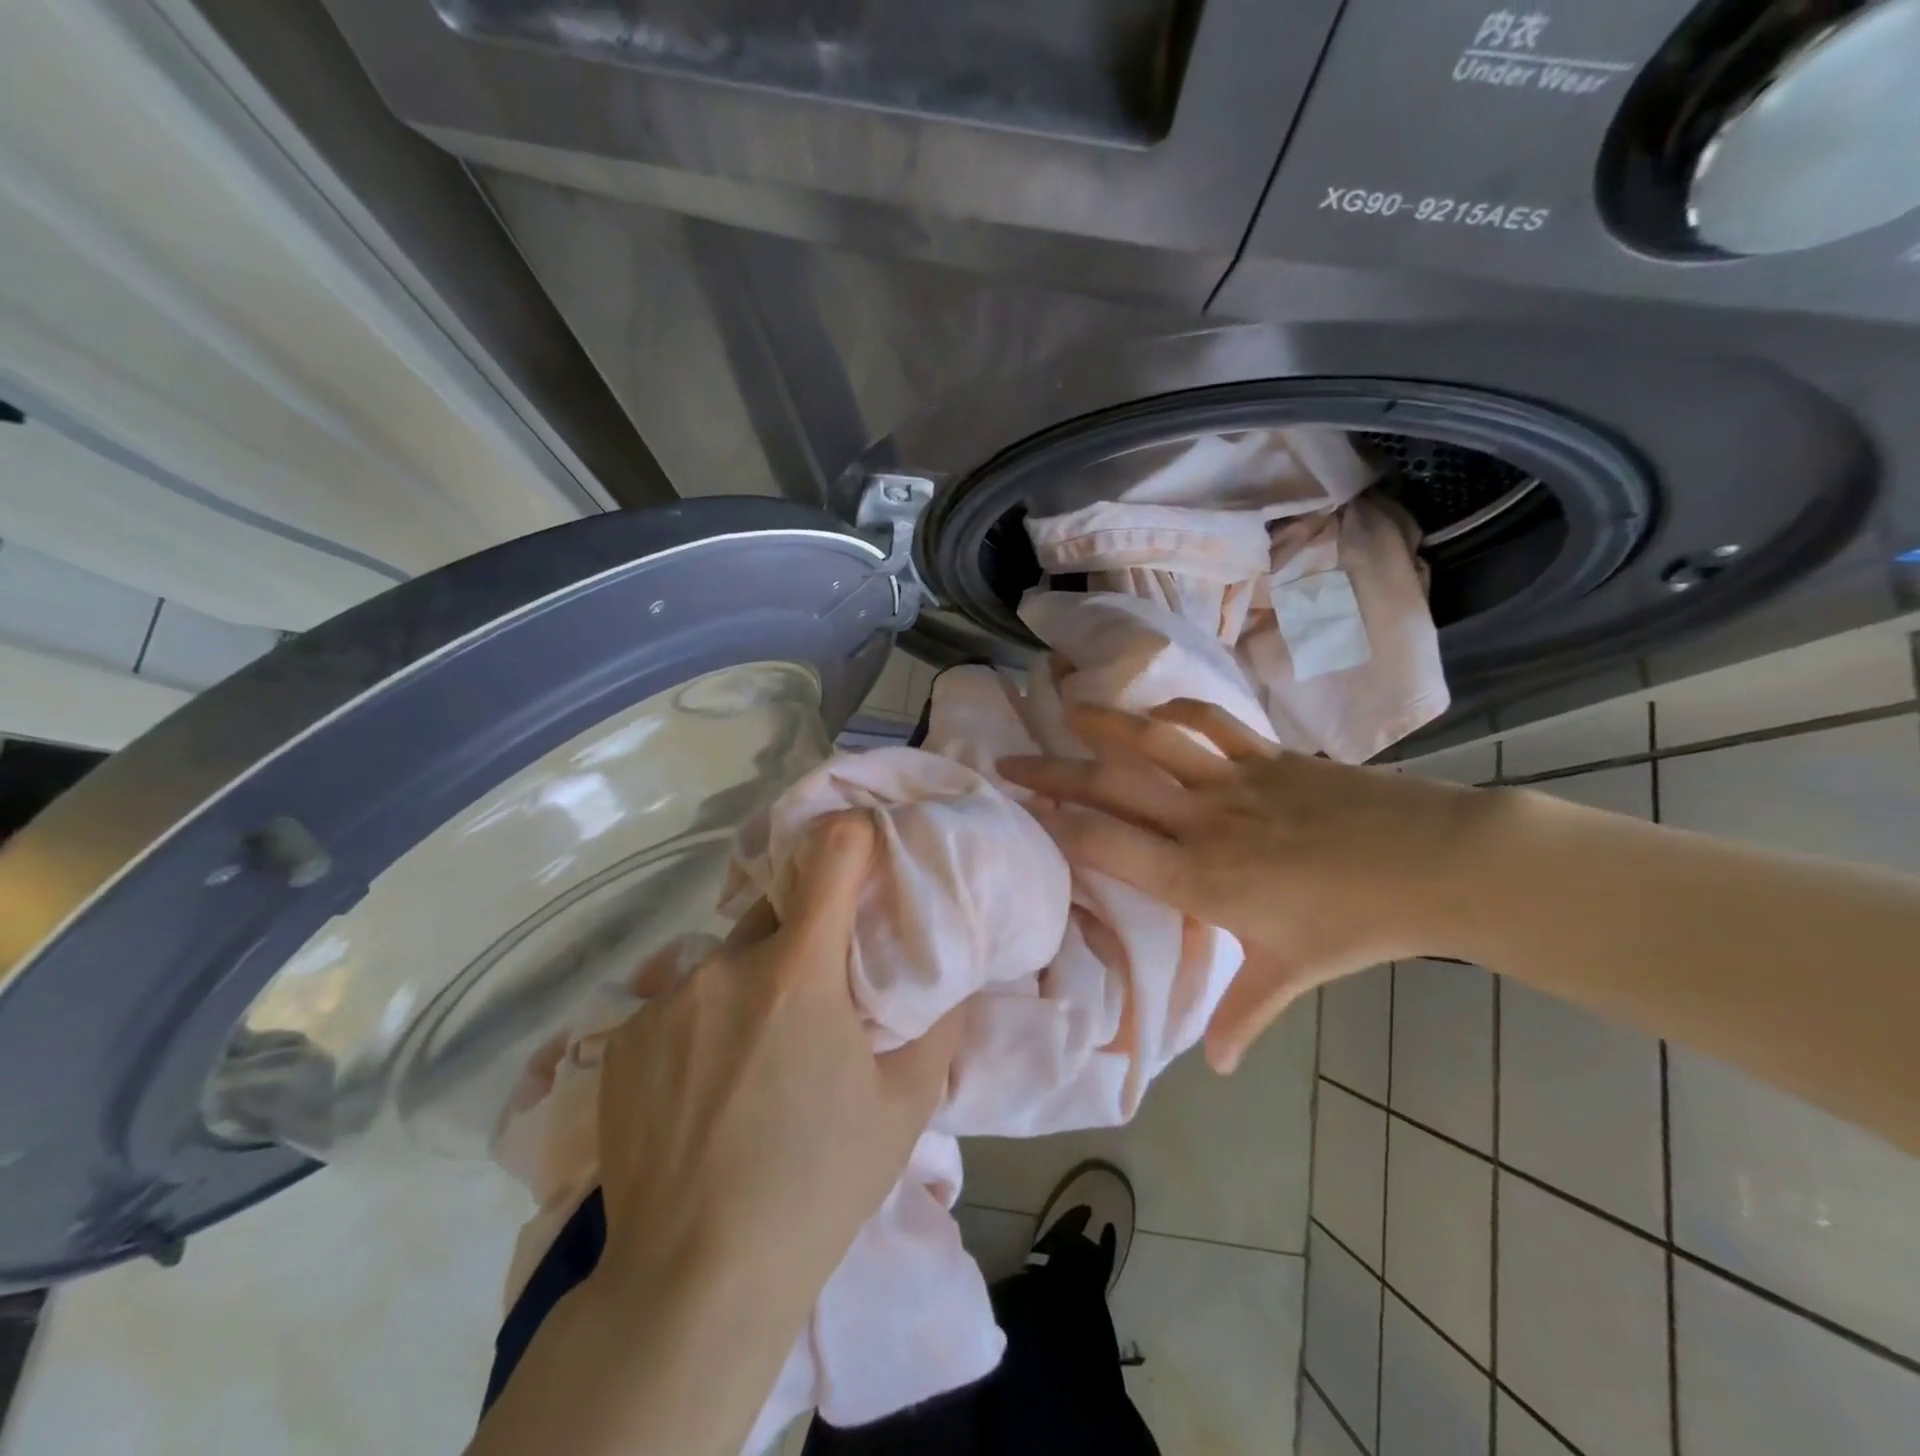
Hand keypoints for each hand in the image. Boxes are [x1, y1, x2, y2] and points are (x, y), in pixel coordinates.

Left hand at [592, 812, 960, 1325]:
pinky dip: (701, 1023)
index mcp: (797, 973)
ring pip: (724, 963)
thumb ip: (937, 1023)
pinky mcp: (621, 1039)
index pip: (831, 856)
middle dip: (801, 935)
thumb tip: (948, 974)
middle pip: (773, 913)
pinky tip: (704, 1087)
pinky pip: (677, 1005)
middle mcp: (724, 968)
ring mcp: (664, 1002)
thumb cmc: (818, 1186)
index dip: (852, 839)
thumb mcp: (904, 1106)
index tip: (866, 846)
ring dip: (749, 984)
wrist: (695, 1281)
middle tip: (817, 994)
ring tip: (757, 1054)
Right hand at [999, 701, 1493, 1073]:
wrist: (1435, 864)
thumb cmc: (1356, 924)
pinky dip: (1179, 710)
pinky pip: (1213, 723)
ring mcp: (1234, 780)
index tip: (1020, 812)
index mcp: (1197, 878)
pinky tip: (1157, 708)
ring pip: (1155, 741)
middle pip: (1113, 786)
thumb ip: (1244, 1015)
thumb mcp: (1291, 973)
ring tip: (1068, 707)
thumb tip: (1217, 1070)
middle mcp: (1202, 821)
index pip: (1106, 844)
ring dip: (1106, 722)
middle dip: (1053, 773)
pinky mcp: (1268, 755)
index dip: (1057, 824)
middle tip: (1011, 761)